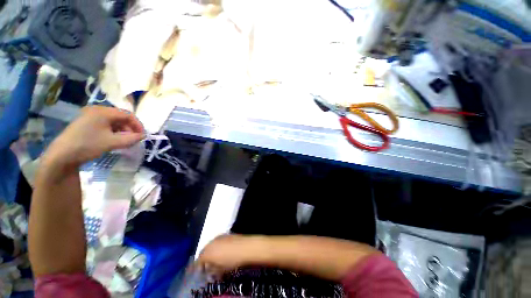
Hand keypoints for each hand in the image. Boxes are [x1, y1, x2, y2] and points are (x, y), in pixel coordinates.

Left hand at [43, 106, 143, 171]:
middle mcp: (97, 110)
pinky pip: (106, 125)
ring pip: (114, 121)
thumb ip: (131, 138)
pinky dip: (113, 132)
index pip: (128, 115)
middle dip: (130, 128)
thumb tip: (143, 136)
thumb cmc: (88, 145)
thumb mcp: (112, 142)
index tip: (142, 136)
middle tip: (134, 139)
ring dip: (122, 131)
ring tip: (125, 141)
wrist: (62, 155)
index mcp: (103, 111)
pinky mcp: (87, 123)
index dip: (138, 125)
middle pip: (121, 117)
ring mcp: (90, 116)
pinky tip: (114, 140)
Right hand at [197, 234, 261, 273]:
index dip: (197, 267)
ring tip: (215, 258)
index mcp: (207, 253)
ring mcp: (218, 237)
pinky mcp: (225, 234)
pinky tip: (222, 250)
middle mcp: (211, 243)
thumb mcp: (220, 269)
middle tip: (207, 265)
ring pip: (211, 245)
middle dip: (204, 258)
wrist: (245, 247)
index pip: (198, 261)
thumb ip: (212, 270)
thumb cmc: (232, 260)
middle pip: (204, 251)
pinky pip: (217, 241)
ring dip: (211, 251)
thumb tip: (210, 270)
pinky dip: (217, 246)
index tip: (198, 271)